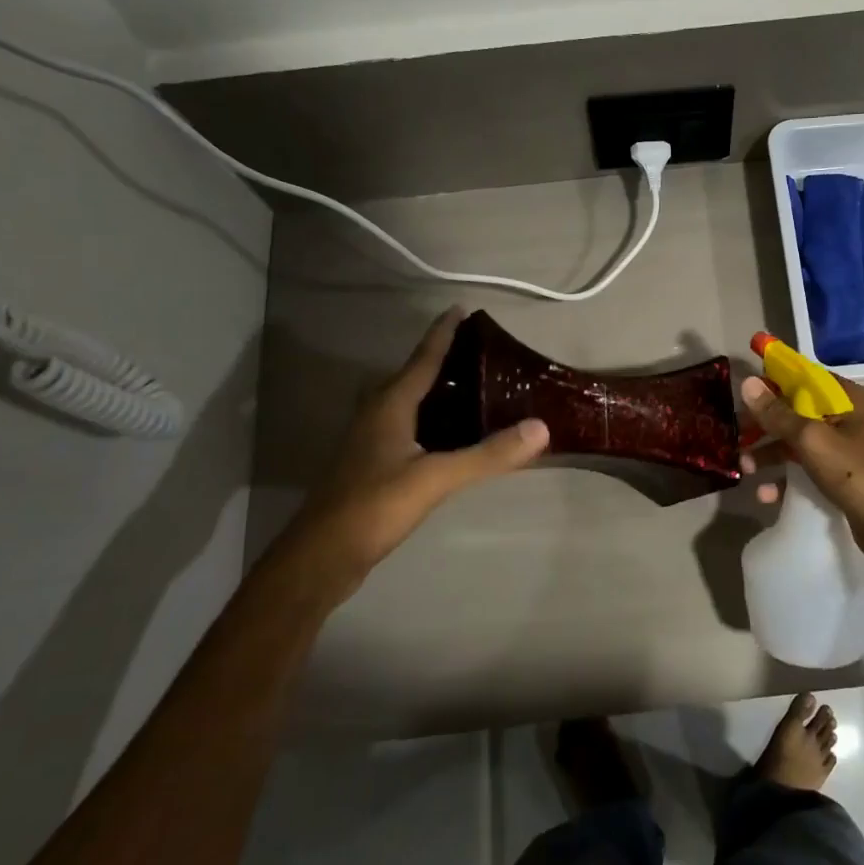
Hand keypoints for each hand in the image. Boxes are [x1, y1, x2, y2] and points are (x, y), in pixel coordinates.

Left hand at [278, 308, 548, 595]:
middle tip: (483, 352)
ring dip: (438, 390)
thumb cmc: (374, 506)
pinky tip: (454, 435)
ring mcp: (372, 440)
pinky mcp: (373, 464)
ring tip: (477, 386)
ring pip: (410, 403)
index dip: (443, 333)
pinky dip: (434, 420)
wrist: (322, 555)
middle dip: (444, 359)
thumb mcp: (435, 478)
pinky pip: (409, 427)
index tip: (461, 309)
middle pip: (414, 376)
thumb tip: (541, 428)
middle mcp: (378, 414)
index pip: (423, 358)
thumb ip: (487, 454)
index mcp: (390, 405)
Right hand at [740, 373, 863, 568]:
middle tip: (737, 435)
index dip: (772, 379)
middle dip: (764, 423)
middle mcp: (845, 417)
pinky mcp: (840, 477)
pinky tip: (765, 494)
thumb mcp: (812, 439)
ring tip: (745, 469)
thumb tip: (748, 382)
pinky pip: (805, 469)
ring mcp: (843, 449)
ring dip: (769, 453)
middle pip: (795, 410)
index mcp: (845, 398)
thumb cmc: (857, 473)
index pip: (802, 376)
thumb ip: (778, 413)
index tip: (742, 389)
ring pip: (796, 441)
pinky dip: (784, 479)